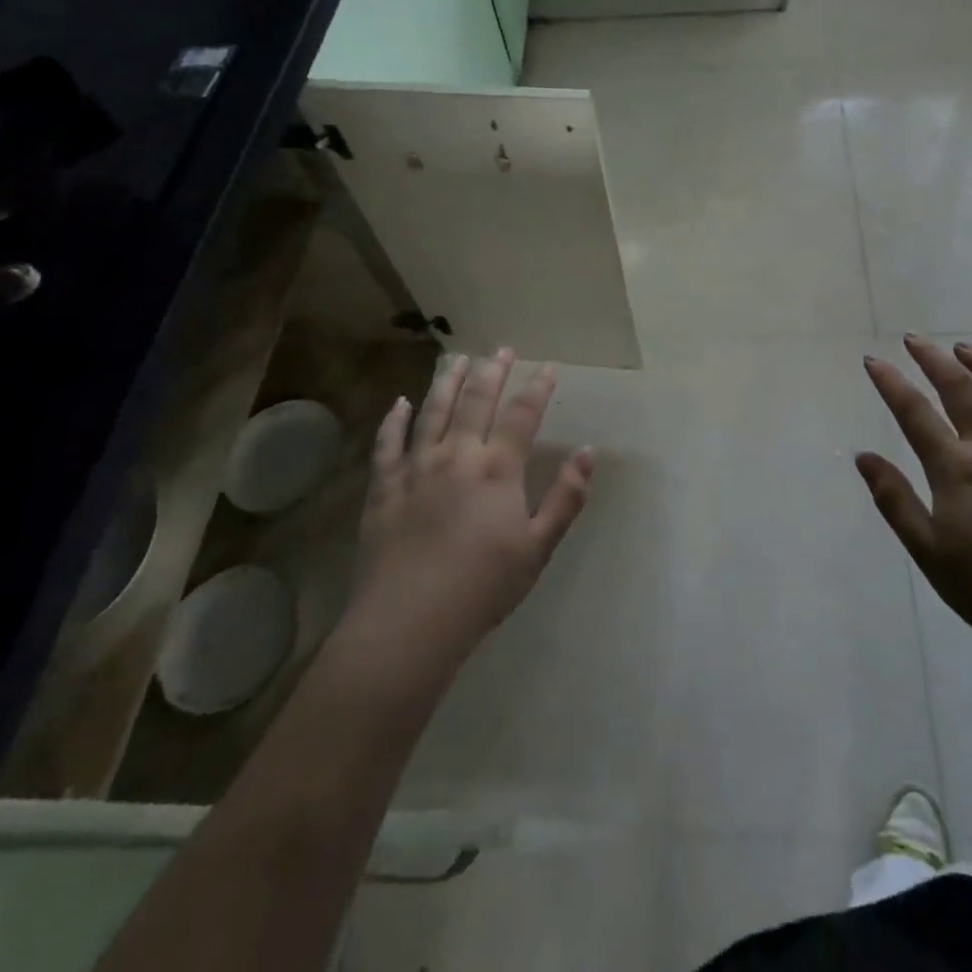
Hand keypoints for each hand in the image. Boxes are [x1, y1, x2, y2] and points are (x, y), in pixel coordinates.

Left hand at [351, 348, 593, 660]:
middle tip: (502, 349)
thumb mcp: (538, 547)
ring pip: (433, 411)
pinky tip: (400, 402)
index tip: (547, 368)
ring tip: (457, 359)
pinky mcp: (384, 487)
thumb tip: (587, 452)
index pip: (522, 415)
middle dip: (492, 371)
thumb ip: (566, 498)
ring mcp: (416, 468)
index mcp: (497, 470)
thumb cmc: (483, 587)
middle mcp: (457, 456)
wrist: (409, 622)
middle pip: (476, 401)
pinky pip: (388, 443)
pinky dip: (394, 419)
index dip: (537, 389)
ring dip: (447, 382)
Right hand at [858, 337, 971, 665]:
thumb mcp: (929, 553)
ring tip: (965, 349)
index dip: (891, 383)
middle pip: (962, 390)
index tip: (872, 360)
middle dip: (934, 359)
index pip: (915, 413)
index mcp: (957, 471)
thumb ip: (895, 500)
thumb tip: (864, 457)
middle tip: (915, 339)